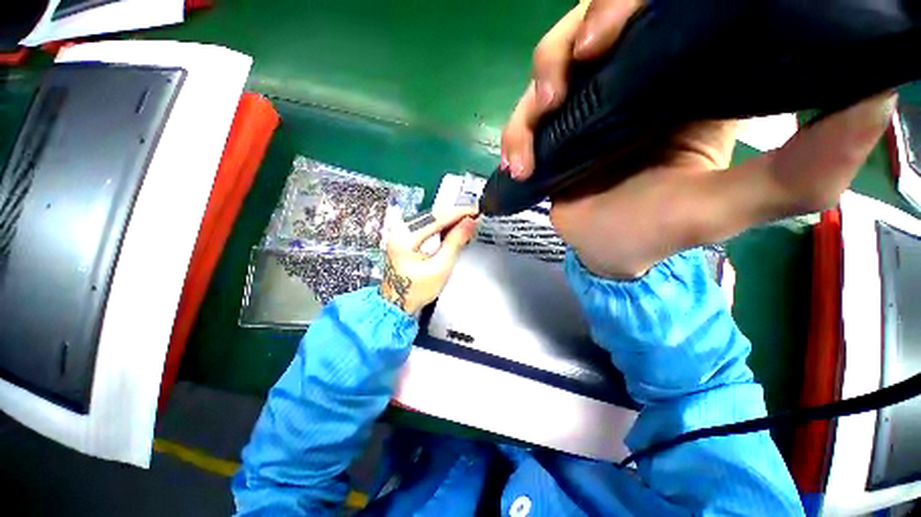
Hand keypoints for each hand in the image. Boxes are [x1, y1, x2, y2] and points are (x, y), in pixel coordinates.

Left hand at [379, 207, 478, 314]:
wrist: (398, 303)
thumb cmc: (415, 291)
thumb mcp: (440, 267)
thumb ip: (455, 242)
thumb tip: (468, 224)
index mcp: (405, 237)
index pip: (437, 217)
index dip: (459, 213)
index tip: (474, 211)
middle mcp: (399, 230)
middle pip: (433, 215)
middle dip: (455, 215)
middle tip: (474, 216)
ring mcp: (400, 232)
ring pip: (430, 218)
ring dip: (450, 219)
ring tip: (467, 222)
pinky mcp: (404, 236)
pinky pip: (426, 225)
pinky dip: (441, 226)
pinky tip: (452, 228)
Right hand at [502, 0, 896, 278]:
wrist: (610, 253)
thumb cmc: (662, 232)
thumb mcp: (735, 204)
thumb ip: (804, 166)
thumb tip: (875, 93)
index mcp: (688, 77)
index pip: (660, 8)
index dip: (627, 3)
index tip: (607, 33)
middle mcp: (633, 80)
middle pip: (590, 25)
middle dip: (567, 44)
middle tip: (562, 85)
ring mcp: (585, 107)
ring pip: (549, 70)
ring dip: (534, 96)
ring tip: (535, 131)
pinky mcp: (554, 136)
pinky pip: (526, 122)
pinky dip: (516, 138)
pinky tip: (519, 165)